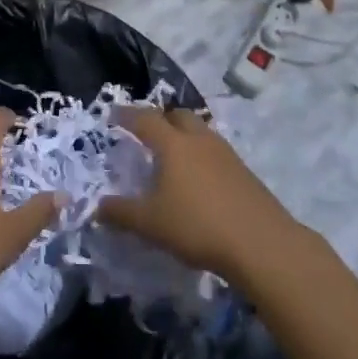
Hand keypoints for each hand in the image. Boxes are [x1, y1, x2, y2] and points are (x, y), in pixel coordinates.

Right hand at [98, 109, 302, 285]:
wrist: (261, 244)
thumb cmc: (197, 226)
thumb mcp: (150, 224)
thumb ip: (120, 213)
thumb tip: (96, 206)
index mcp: (173, 145)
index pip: (145, 119)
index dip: (126, 115)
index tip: (113, 114)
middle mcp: (199, 140)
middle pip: (178, 116)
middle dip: (160, 118)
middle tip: (145, 131)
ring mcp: (226, 154)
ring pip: (200, 132)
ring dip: (183, 136)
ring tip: (172, 155)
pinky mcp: (244, 172)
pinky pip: (215, 152)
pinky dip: (201, 155)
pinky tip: (198, 180)